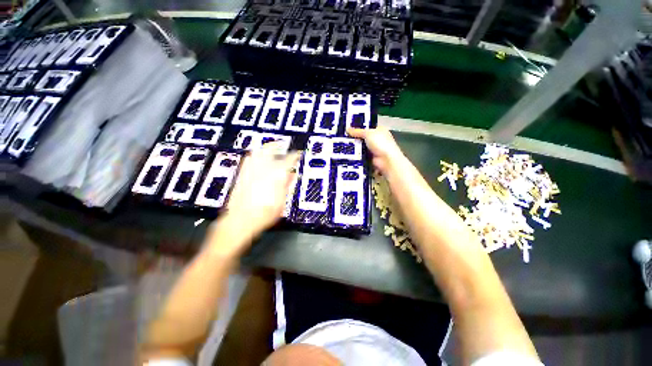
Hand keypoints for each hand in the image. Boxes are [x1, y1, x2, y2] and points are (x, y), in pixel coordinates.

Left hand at [225, 143, 301, 236]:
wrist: (241, 219)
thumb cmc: (266, 212)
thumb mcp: (282, 201)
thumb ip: (286, 185)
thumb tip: (291, 175)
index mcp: (277, 175)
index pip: (289, 160)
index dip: (295, 155)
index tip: (298, 153)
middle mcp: (263, 168)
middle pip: (270, 149)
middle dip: (277, 145)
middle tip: (281, 144)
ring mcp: (251, 170)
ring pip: (257, 152)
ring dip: (265, 148)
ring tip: (269, 148)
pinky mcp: (241, 174)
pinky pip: (248, 160)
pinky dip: (254, 156)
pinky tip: (256, 158)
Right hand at [347, 127, 404, 173]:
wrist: (386, 160)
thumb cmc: (380, 143)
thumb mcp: (368, 133)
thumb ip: (357, 131)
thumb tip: (347, 129)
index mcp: (379, 130)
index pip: (367, 126)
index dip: (358, 126)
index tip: (348, 127)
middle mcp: (377, 139)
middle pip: (363, 137)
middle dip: (354, 137)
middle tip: (342, 136)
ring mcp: (373, 149)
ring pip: (360, 146)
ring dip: (353, 146)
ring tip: (341, 145)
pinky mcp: (369, 158)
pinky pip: (360, 155)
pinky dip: (355, 154)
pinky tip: (346, 153)